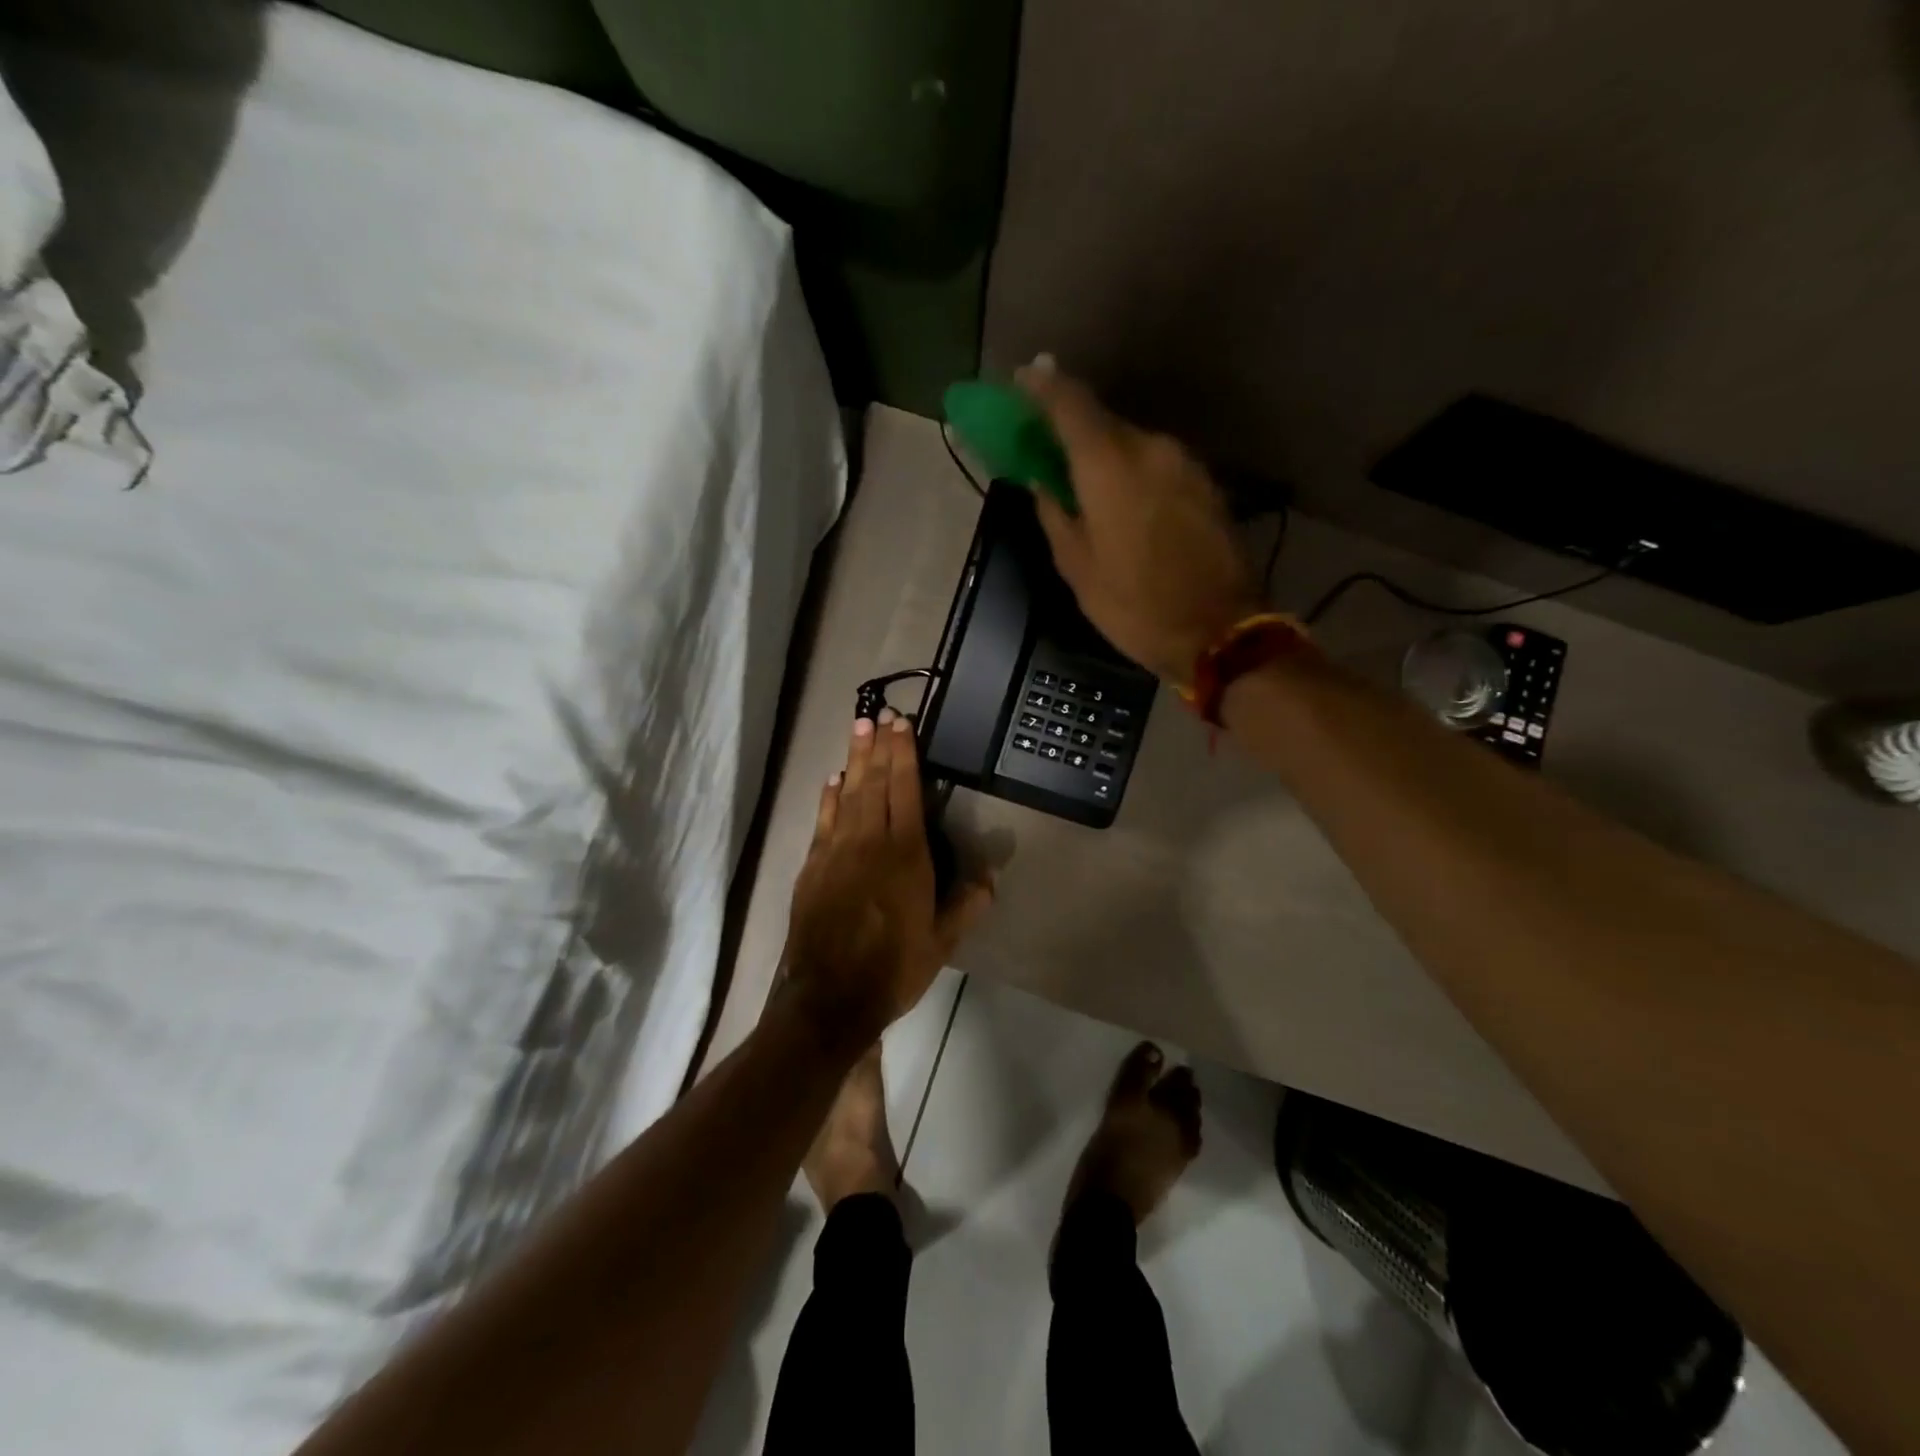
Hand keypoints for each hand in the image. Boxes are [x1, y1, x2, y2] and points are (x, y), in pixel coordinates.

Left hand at [782, 711, 993, 1053]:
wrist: (829, 996)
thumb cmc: (893, 967)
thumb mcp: (942, 942)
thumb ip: (967, 904)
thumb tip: (990, 875)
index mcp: (905, 854)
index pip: (906, 790)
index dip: (905, 754)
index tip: (903, 725)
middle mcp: (869, 841)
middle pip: (874, 782)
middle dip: (878, 746)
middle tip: (879, 715)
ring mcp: (835, 851)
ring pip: (847, 793)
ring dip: (854, 760)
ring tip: (857, 730)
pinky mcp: (813, 866)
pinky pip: (823, 820)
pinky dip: (829, 797)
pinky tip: (832, 781)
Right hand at [1017, 357, 1262, 683]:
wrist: (1221, 632)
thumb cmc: (1135, 606)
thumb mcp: (1077, 567)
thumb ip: (1055, 514)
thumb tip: (1043, 482)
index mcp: (1109, 464)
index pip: (1070, 403)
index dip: (1041, 386)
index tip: (1020, 379)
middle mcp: (1150, 447)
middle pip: (1102, 421)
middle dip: (1071, 428)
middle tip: (1046, 446)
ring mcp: (1185, 463)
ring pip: (1132, 443)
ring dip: (1104, 455)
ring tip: (1085, 485)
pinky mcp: (1206, 483)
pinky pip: (1157, 464)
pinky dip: (1133, 471)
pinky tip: (1124, 502)